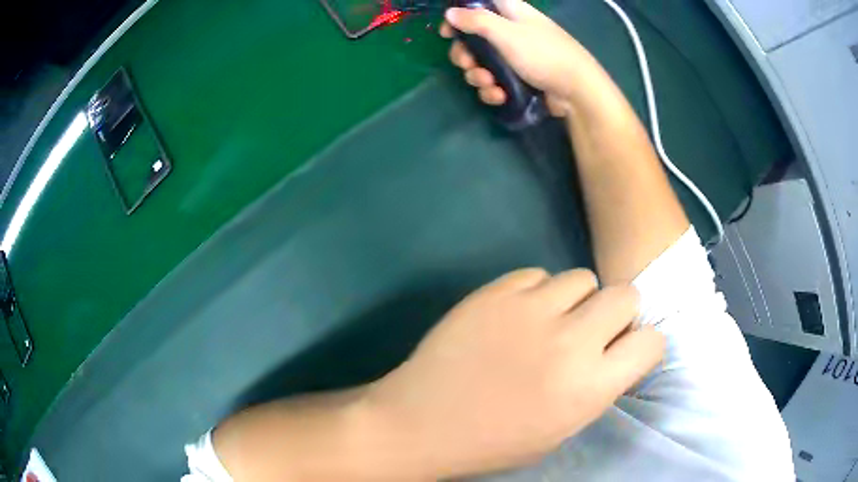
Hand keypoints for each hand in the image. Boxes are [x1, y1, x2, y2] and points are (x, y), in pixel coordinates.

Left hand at [365, 268, 664, 477]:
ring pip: (582, 277)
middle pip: (626, 294)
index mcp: (590, 387)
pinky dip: (535, 292)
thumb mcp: (560, 430)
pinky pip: (536, 274)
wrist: (423, 422)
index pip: (652, 342)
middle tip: (592, 329)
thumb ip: (597, 388)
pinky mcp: (495, 292)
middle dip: (617, 312)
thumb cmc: (493, 441)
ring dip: (575, 299)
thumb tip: (615, 352)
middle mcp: (571, 342)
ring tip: (548, 321)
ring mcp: (531, 310)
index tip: (626, 349)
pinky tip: (515, 316)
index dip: (642, 345)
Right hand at [440, 0, 611, 117]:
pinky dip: (492, 90)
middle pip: (474, 39)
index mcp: (510, 13)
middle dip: (466, 54)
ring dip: (478, 76)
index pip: (479, 5)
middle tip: (468, 64)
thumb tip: (450, 12)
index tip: (448, 31)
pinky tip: (499, 96)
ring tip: (490, 84)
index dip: (460, 15)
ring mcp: (515, 57)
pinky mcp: (518, 79)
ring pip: (482, 63)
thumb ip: (477, 21)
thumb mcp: (508, 33)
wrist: (576, 92)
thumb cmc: (543, 54)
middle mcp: (510, 32)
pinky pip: (495, 81)